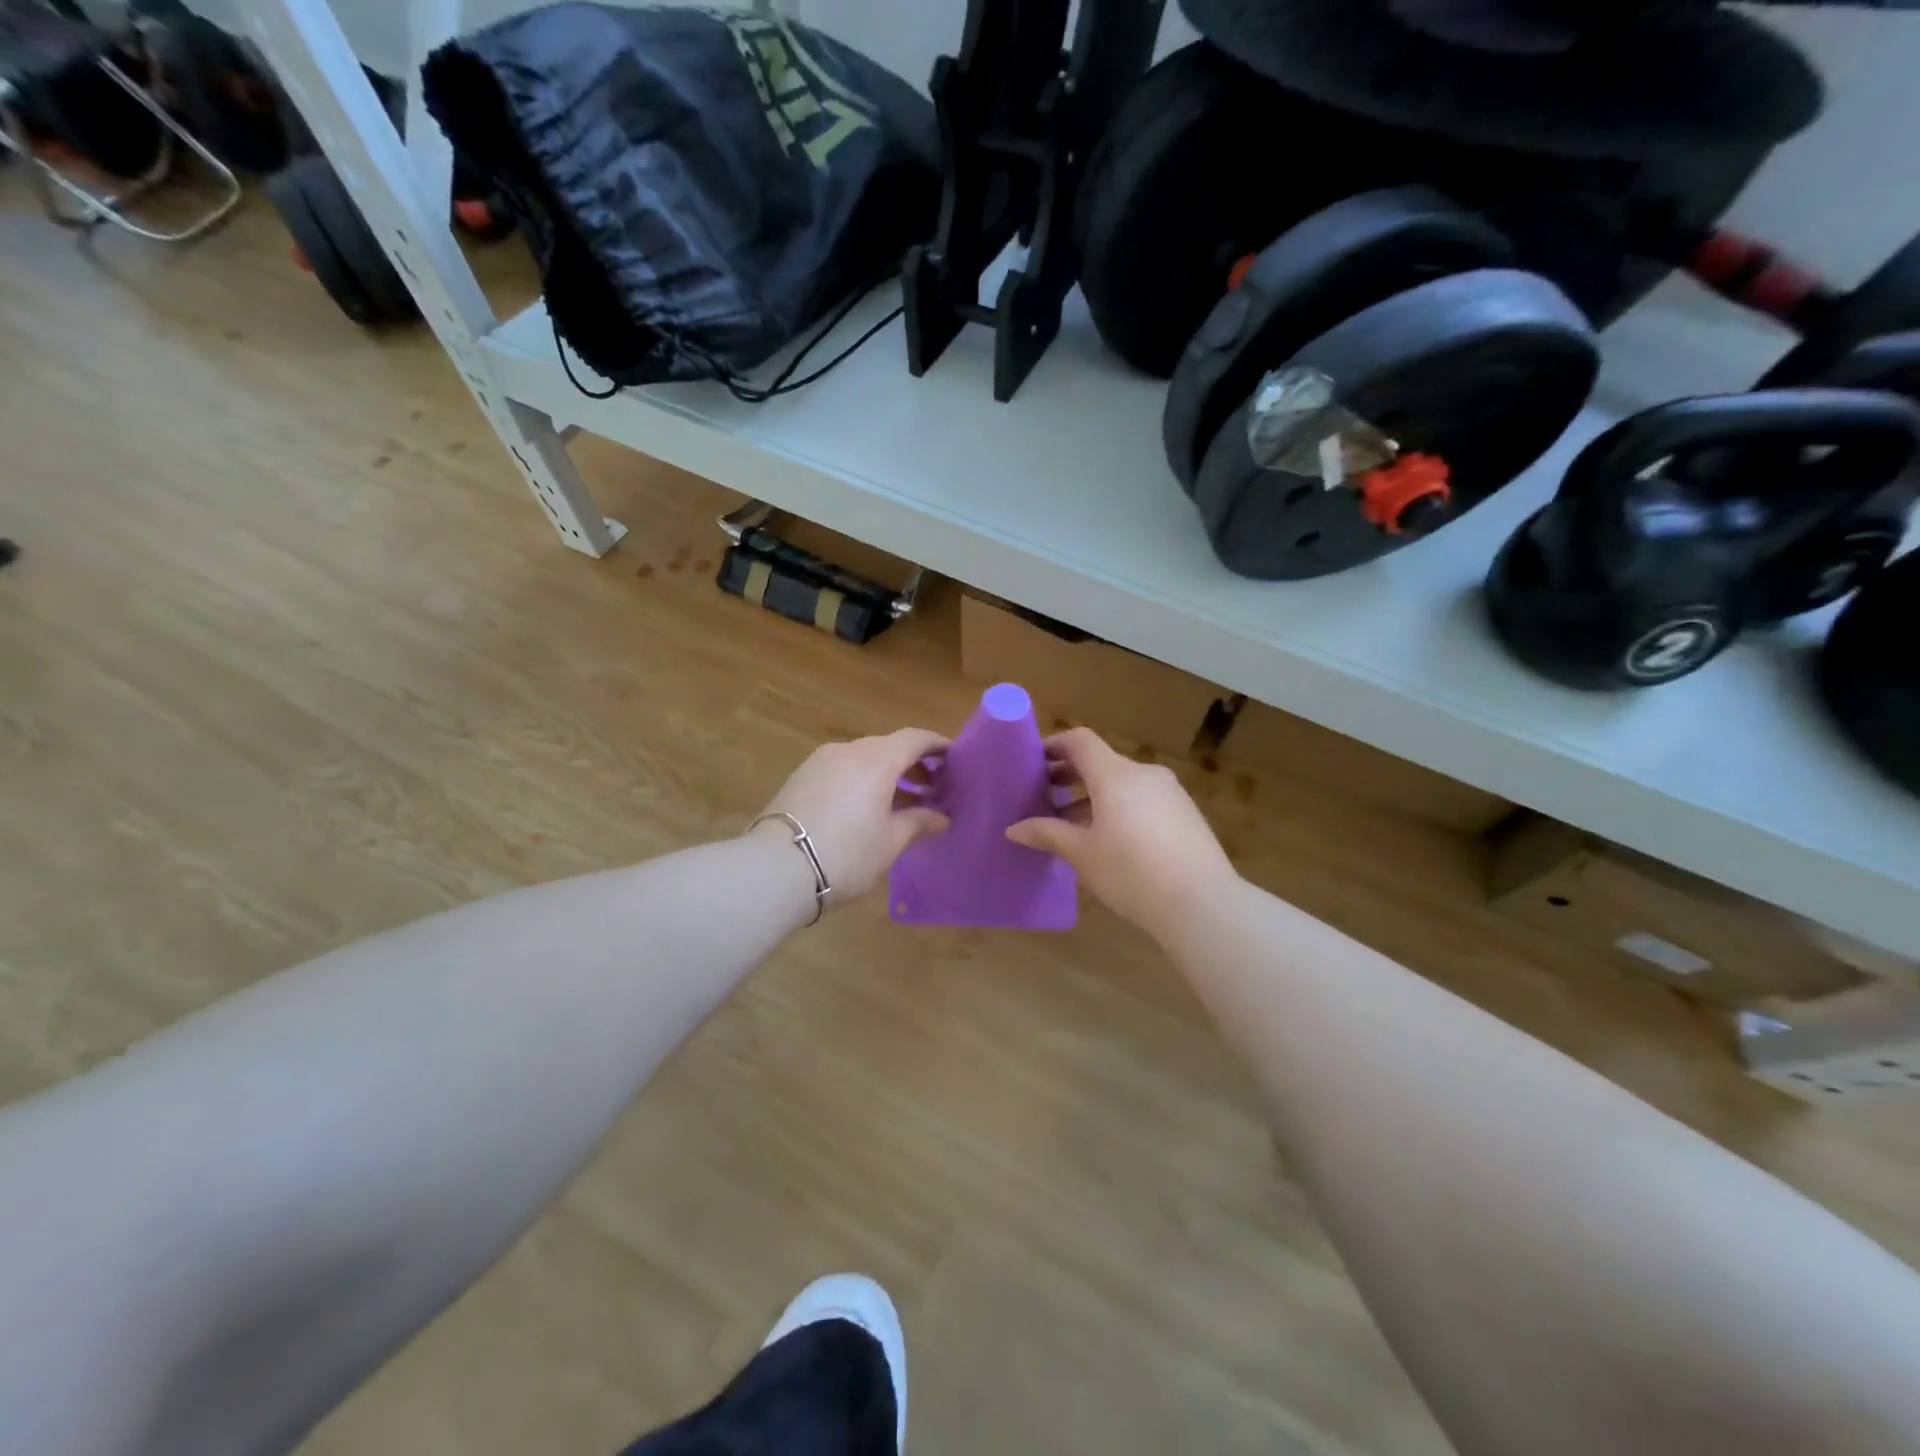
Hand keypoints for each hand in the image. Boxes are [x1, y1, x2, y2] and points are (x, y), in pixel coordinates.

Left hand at [755, 728, 950, 907]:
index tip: (952, 758)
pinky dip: (860, 780)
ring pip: (862, 758)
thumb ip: (918, 822)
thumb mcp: (890, 843)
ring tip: (899, 801)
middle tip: (931, 789)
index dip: (937, 745)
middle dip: (912, 763)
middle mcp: (848, 750)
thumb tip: (941, 817)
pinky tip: (864, 807)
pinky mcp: (799, 777)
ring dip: (885, 773)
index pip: (915, 738)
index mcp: (877, 760)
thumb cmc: (846, 854)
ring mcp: (819, 761)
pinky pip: (840, 769)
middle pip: (888, 746)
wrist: (774, 870)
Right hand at [1006, 727, 1235, 941]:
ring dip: (1093, 796)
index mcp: (1115, 775)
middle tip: (1043, 796)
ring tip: (1070, 825)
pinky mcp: (1185, 814)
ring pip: (1122, 783)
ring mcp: (1170, 793)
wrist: (1202, 903)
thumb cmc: (1132, 872)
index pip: (1080, 741)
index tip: (1033, 763)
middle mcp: (1144, 774)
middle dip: (1069, 775)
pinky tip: (1108, 840)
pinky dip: (1118, 808)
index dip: (1054, 746)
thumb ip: (1047, 834)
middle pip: (1101, 762)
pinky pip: (1142, 799)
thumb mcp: (1082, 854)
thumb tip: (1014, 829)